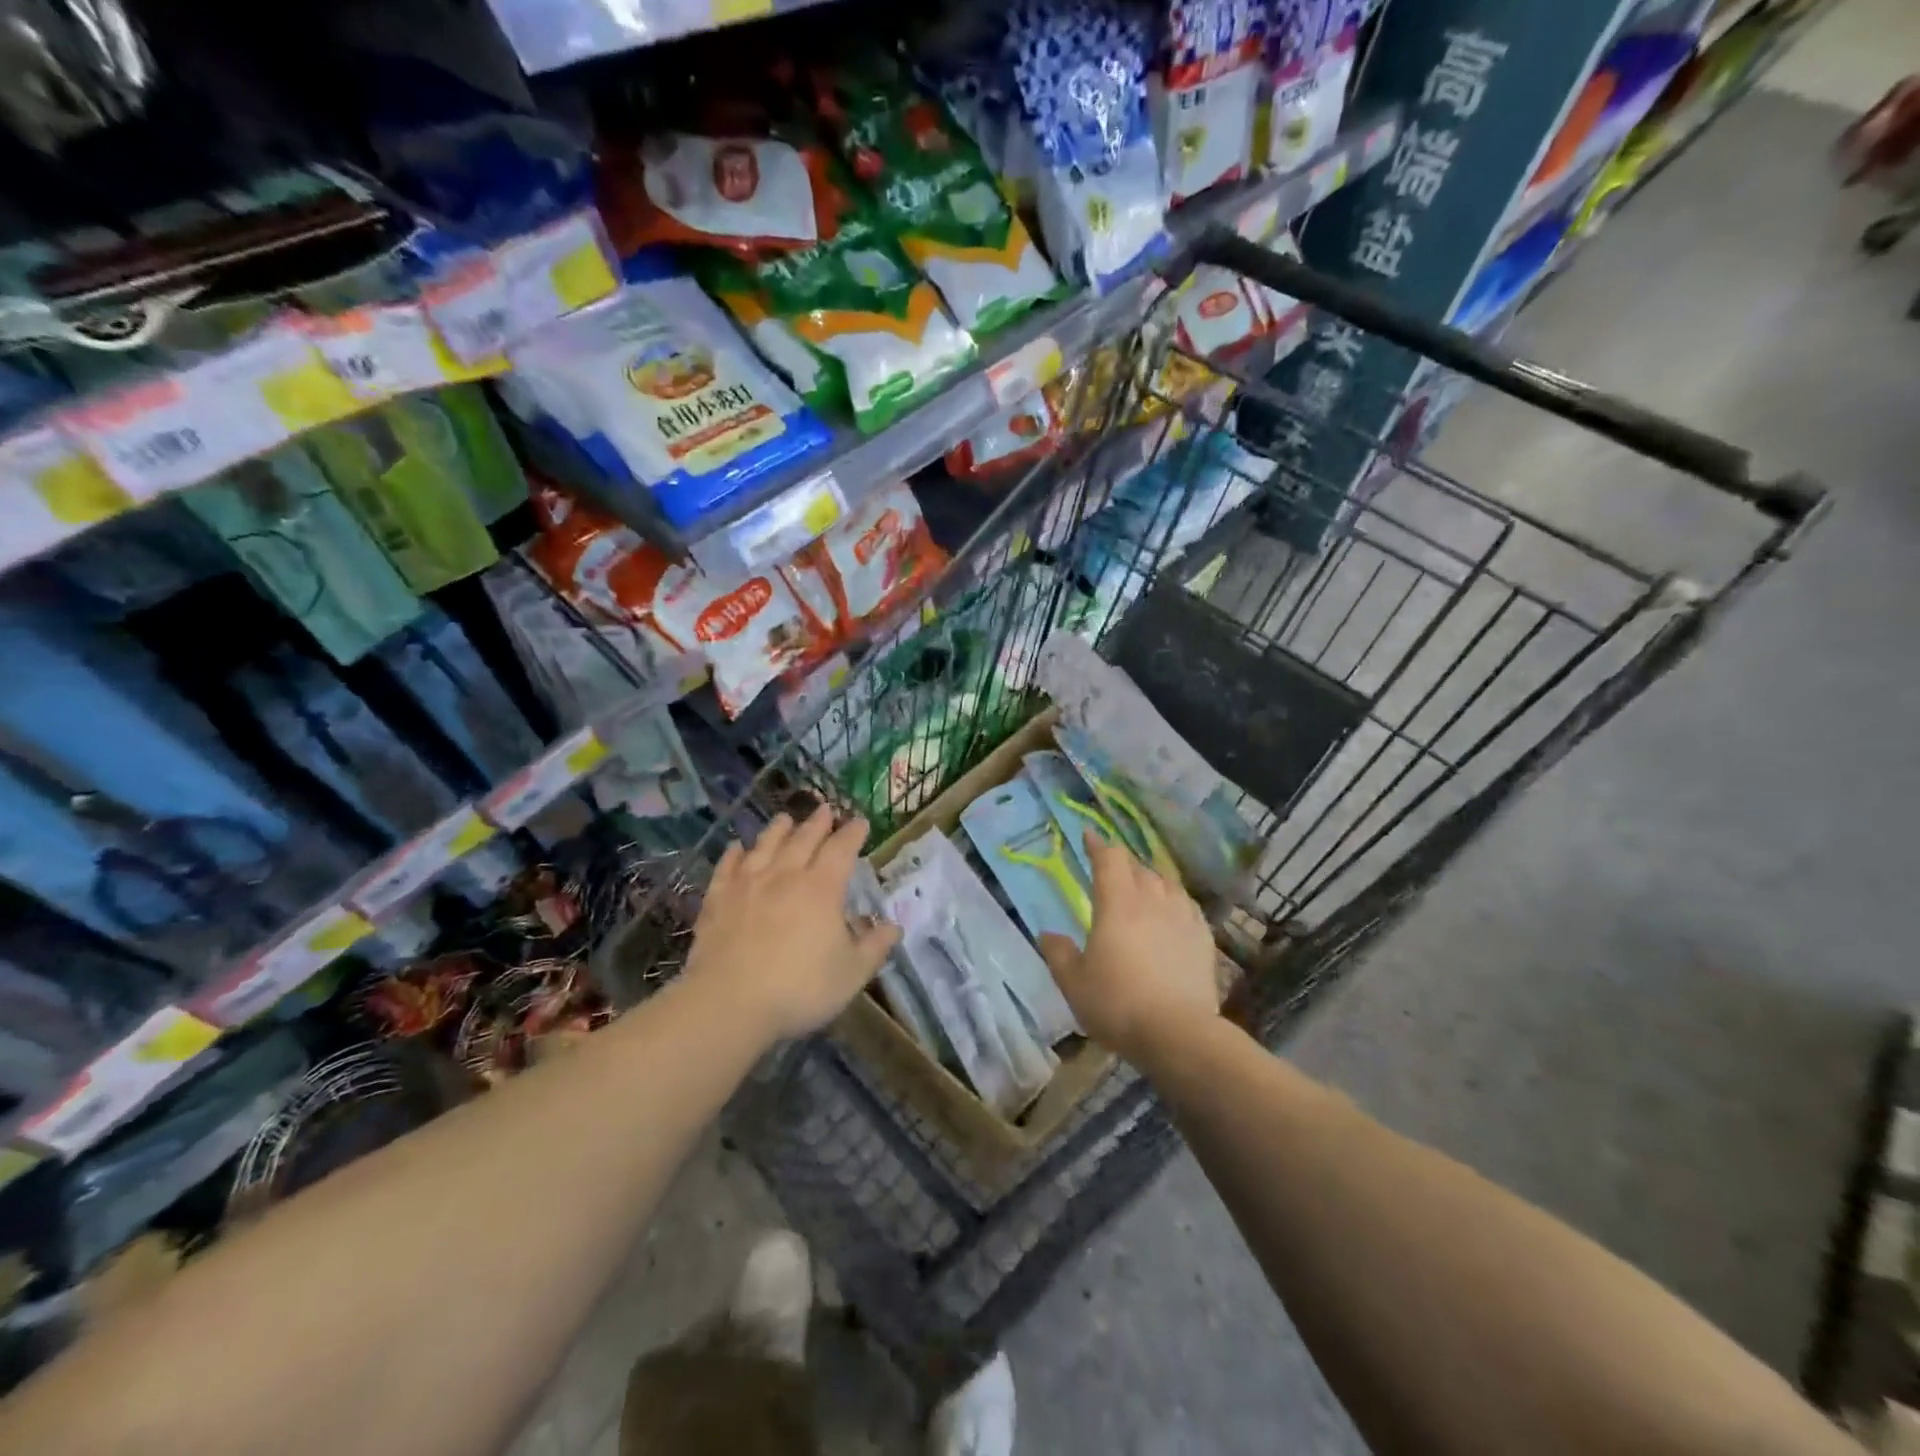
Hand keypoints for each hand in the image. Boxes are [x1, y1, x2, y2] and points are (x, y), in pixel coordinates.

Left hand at [683, 808, 901, 1043]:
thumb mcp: (852, 974)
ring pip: (765, 845)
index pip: (842, 849)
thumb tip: (894, 927)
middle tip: (825, 809)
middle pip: (804, 839)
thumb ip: (875, 947)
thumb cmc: (800, 988)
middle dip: (818, 822)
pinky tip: (736, 847)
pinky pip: (727, 867)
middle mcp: (786, 875)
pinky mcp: (717, 899)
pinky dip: (734, 853)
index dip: (853, 833)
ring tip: (785, 818)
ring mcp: (748, 884)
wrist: (729, 1003)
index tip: (861, 822)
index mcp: (822, 888)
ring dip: (778, 829)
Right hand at [1038, 832, 1220, 1067]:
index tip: (1089, 836)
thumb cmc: (1117, 1004)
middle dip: (1122, 863)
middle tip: (1111, 869)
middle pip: (1138, 867)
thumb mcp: (1074, 983)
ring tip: (1142, 887)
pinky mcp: (1203, 938)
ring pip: (1166, 883)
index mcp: (1117, 904)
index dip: (1098, 845)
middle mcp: (1152, 901)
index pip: (1109, 859)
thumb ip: (1059, 953)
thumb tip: (1048, 934)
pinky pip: (1187, 905)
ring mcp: (1182, 917)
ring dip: (1150, 879)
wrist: (1178, 1033)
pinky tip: (1172, 911)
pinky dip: (1175, 900)